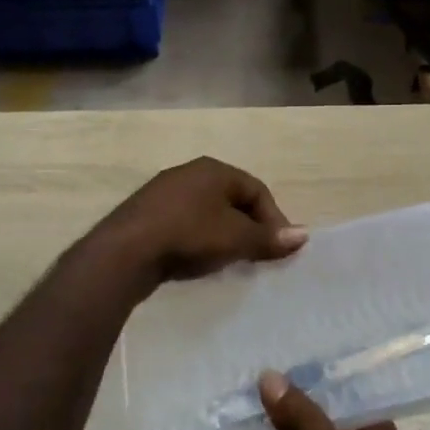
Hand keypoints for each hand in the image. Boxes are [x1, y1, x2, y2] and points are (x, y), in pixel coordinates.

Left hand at [93, 157, 306, 283]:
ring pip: (207, 210)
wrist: (125, 251)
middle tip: (257, 255)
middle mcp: (189, 172)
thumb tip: (304, 235)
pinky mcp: (145, 213)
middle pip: (231, 198)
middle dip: (249, 226)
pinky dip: (198, 238)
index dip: (274, 218)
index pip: (256, 189)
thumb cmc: (189, 235)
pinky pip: (184, 222)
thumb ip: (269, 237)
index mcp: (214, 169)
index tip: (280, 248)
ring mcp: (163, 192)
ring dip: (223, 233)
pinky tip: (197, 259)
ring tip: (230, 260)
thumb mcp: (235, 238)